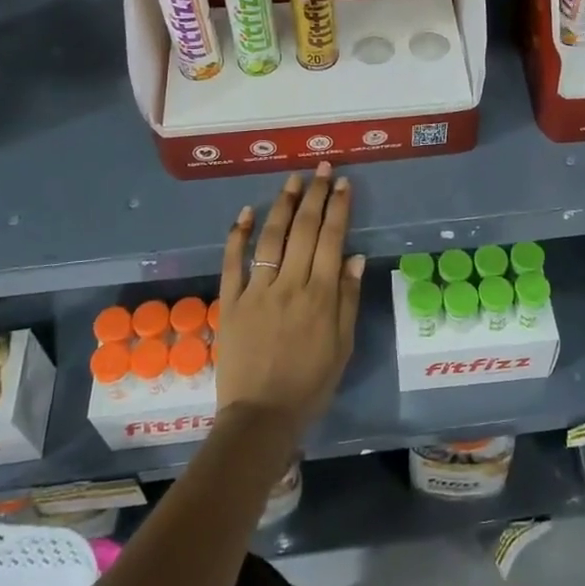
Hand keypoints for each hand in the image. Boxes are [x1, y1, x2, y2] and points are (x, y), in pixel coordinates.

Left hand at [216, 162, 364, 441]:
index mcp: (321, 296)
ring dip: (282, 205)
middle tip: (322, 168)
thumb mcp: (342, 346)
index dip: (338, 208)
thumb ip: (348, 299)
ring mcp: (257, 291)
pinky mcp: (230, 302)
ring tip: (293, 180)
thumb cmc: (309, 384)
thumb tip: (354, 257)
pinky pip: (233, 262)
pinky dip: (237, 235)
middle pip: (304, 230)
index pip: (332, 239)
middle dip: (315, 195)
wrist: (260, 417)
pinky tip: (245, 212)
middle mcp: (290, 284)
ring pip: (271, 238)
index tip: (343, 183)